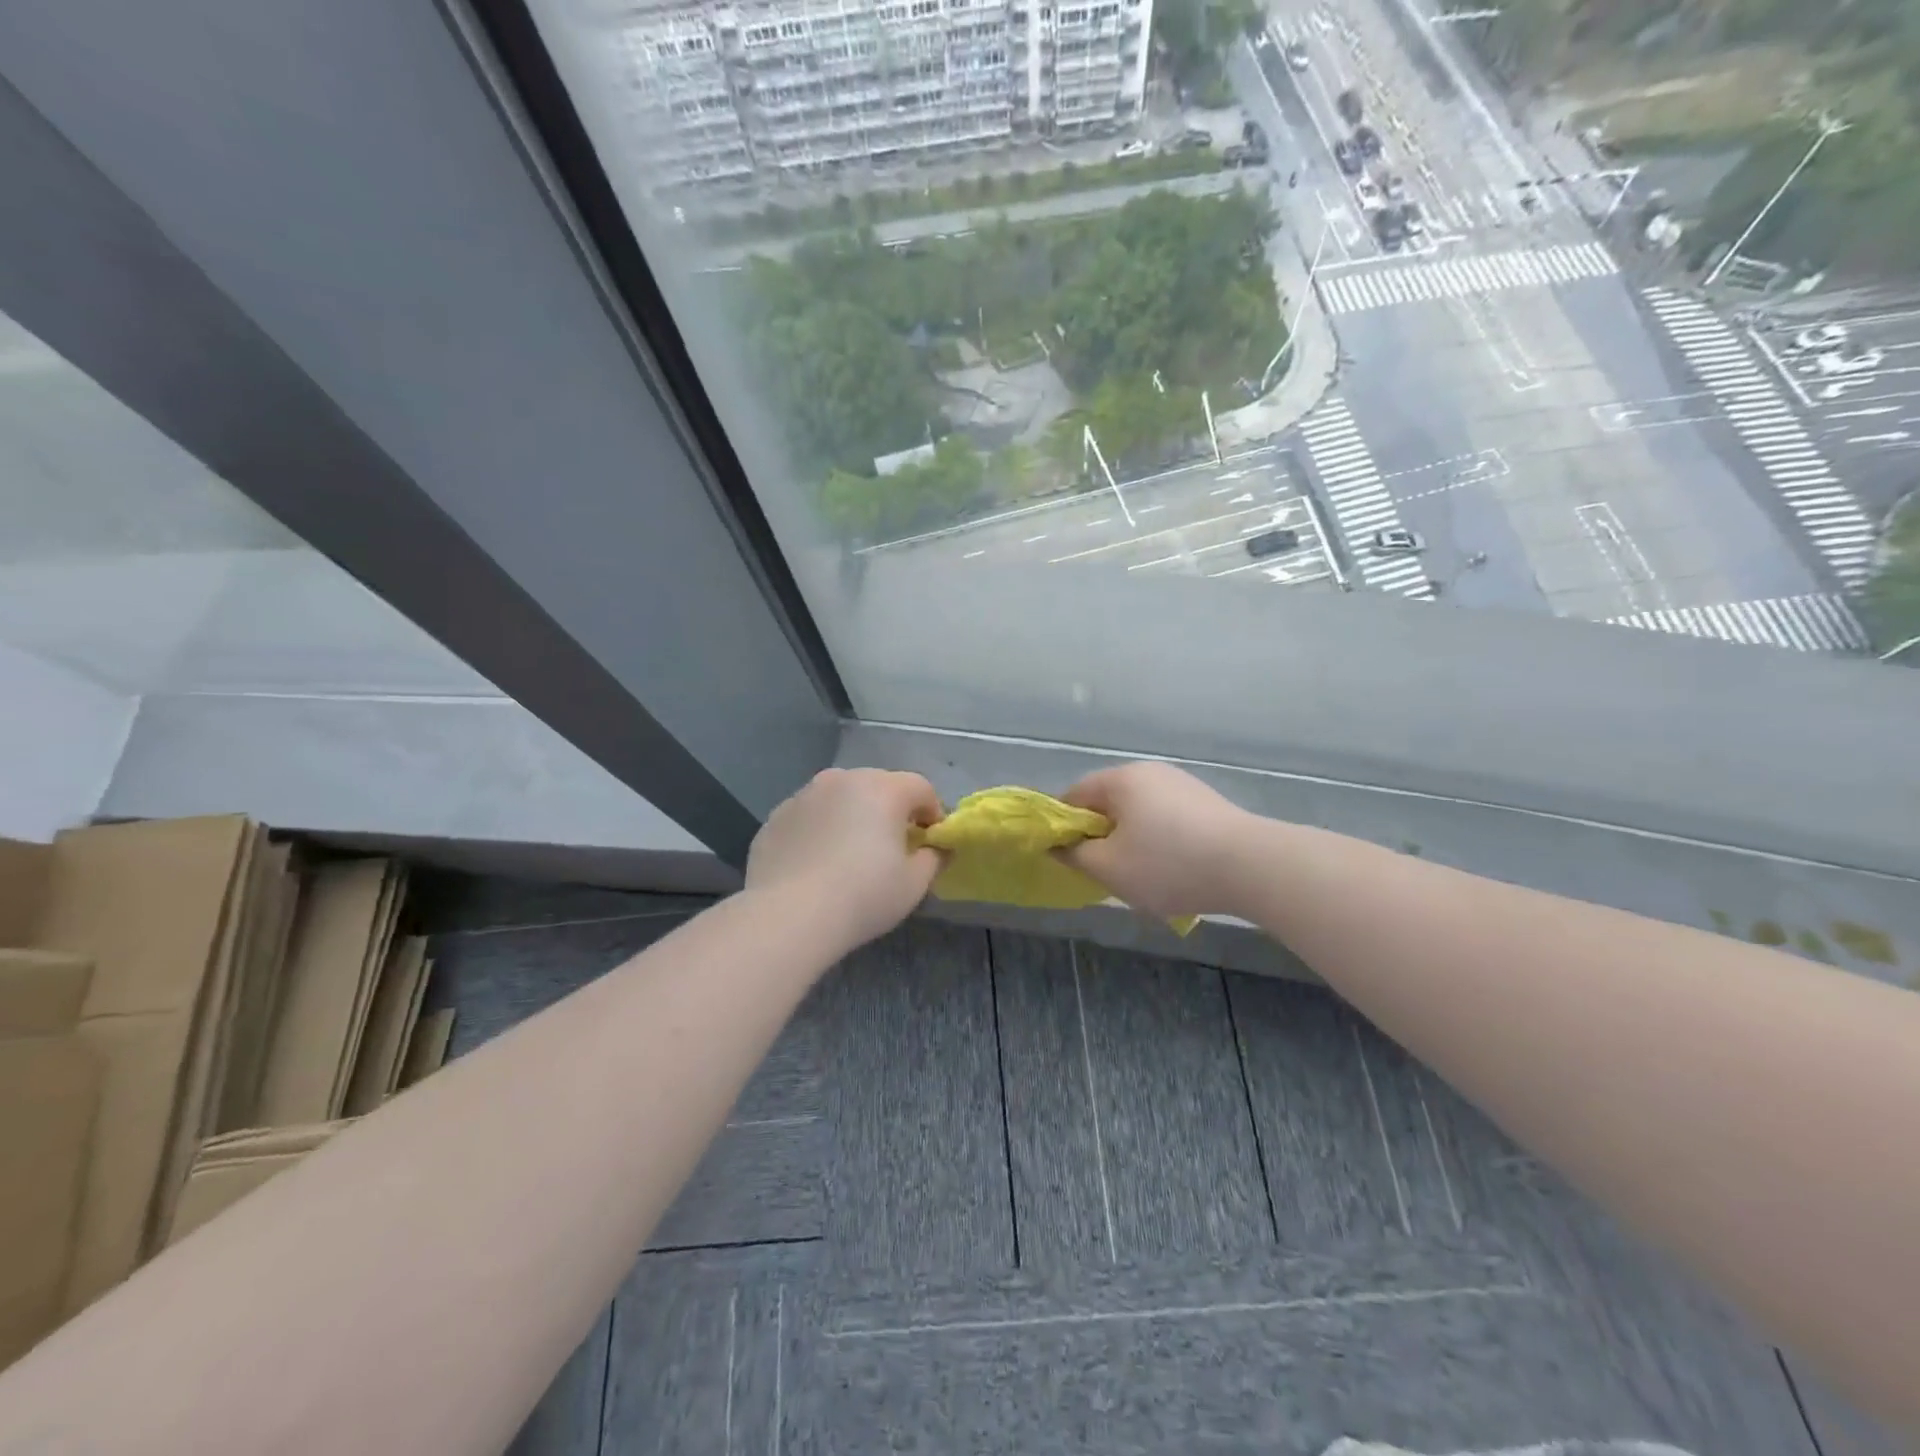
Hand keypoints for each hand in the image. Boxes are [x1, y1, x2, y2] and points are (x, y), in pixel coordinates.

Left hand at [746, 768, 943, 947]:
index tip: (930, 841)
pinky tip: (816, 863)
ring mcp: (804, 794)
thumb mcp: (914, 884)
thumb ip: (933, 858)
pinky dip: (820, 830)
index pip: (920, 788)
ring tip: (850, 854)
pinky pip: (810, 816)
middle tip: (892, 846)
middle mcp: (843, 779)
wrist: (788, 916)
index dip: (932, 813)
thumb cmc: (863, 896)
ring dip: (852, 816)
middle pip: (879, 786)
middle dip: (891, 810)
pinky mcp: (776, 816)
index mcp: (883, 789)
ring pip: (840, 797)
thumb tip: (935, 849)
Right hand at [1059, 762, 1255, 919]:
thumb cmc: (1168, 864)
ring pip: (1138, 813)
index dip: (1063, 826)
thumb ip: (1074, 855)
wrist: (1251, 866)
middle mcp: (1149, 772)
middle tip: (1103, 870)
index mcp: (1120, 779)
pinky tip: (1173, 869)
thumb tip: (1058, 846)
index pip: (1073, 795)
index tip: (1068, 857)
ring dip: (1130, 840)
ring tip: (1141, 875)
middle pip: (1108, 802)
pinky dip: (1159, 841)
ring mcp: (1181, 784)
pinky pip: (1166, 819)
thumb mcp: (1109, 868)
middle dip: (1100, 835)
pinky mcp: (1206, 802)